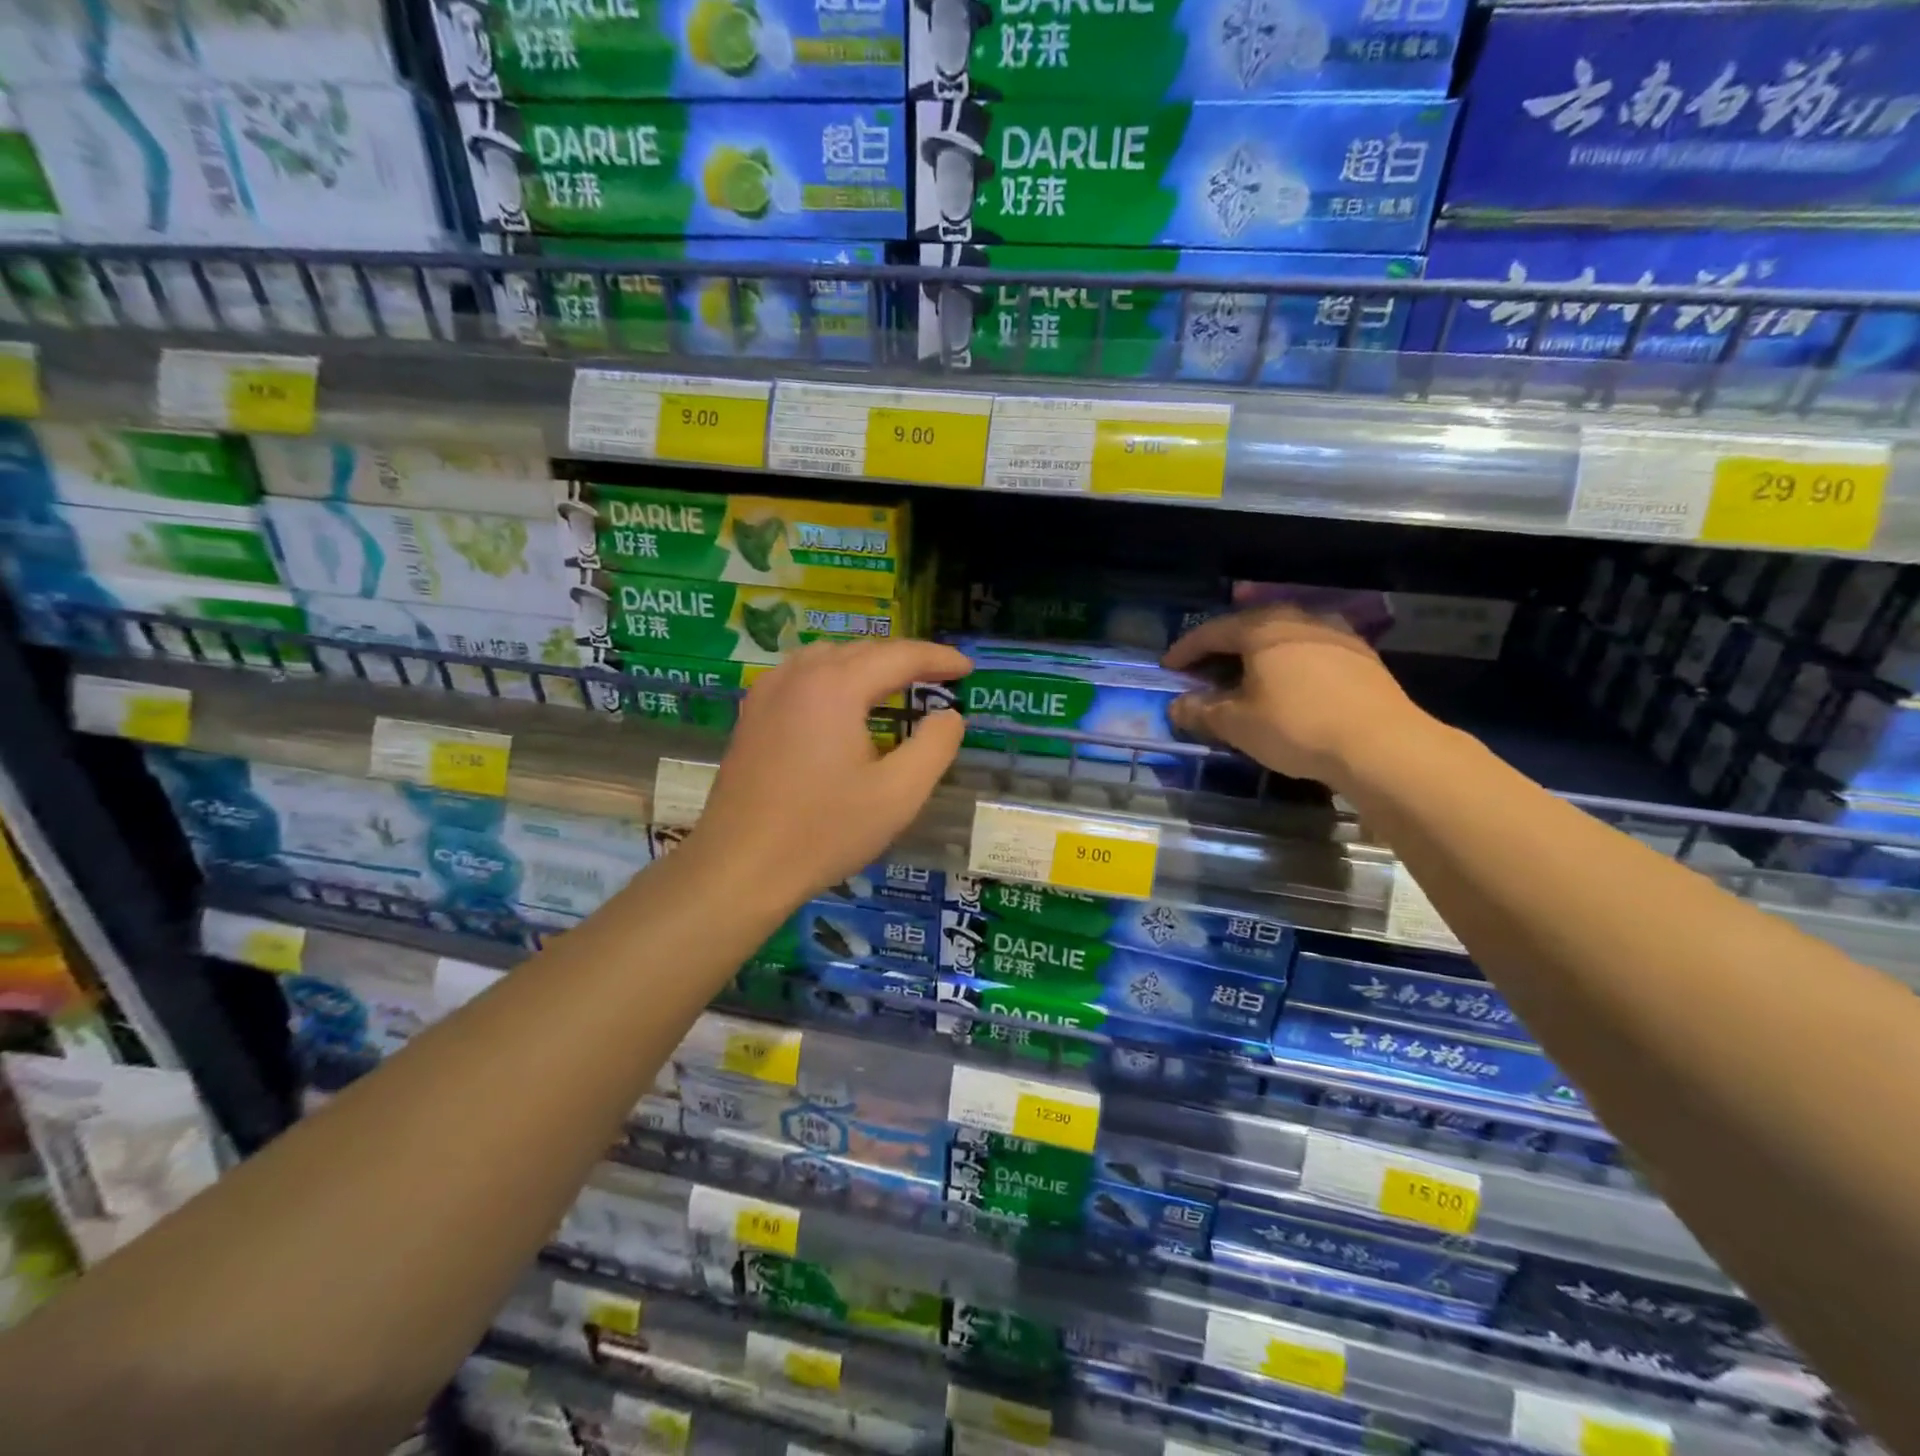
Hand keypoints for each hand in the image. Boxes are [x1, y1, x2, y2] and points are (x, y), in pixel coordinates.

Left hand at [686, 639, 971, 908]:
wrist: (740, 867)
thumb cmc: (824, 832)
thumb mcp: (898, 795)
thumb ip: (935, 746)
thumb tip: (949, 716)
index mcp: (835, 687)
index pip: (899, 656)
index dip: (938, 659)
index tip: (967, 668)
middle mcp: (798, 676)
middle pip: (862, 651)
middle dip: (904, 659)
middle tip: (939, 678)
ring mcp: (767, 693)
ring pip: (828, 658)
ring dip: (867, 664)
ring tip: (896, 685)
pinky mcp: (751, 715)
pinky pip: (801, 676)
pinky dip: (833, 676)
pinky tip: (841, 702)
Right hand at [1163, 606, 1428, 787]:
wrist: (1381, 744)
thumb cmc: (1296, 727)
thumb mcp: (1237, 724)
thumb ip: (1202, 711)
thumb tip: (1177, 706)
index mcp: (1262, 629)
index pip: (1212, 631)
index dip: (1185, 649)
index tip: (1168, 667)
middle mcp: (1298, 620)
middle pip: (1248, 626)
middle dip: (1222, 647)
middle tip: (1204, 669)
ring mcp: (1334, 634)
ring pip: (1282, 636)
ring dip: (1257, 653)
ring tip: (1244, 674)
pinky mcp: (1360, 656)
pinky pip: (1309, 650)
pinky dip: (1287, 662)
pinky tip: (1287, 683)